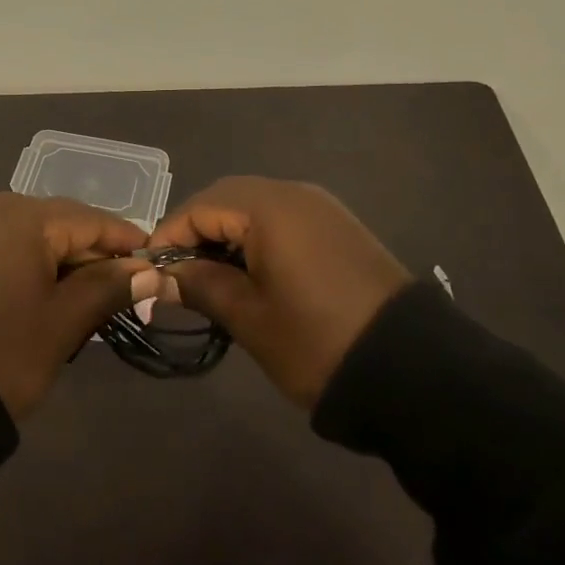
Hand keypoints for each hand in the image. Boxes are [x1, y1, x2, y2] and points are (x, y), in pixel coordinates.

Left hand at [0, 193, 163, 419]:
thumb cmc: (1, 352)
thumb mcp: (63, 322)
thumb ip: (107, 287)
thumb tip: (148, 269)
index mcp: (23, 216)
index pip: (90, 219)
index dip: (126, 243)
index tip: (156, 265)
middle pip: (61, 223)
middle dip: (93, 256)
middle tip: (125, 294)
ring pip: (33, 236)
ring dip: (63, 263)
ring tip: (88, 301)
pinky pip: (6, 246)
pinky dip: (31, 265)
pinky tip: (46, 295)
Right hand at [146, 177, 411, 407]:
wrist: (414, 371)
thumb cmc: (318, 341)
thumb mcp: (250, 318)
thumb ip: (200, 286)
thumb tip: (161, 276)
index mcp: (269, 207)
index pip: (200, 206)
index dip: (169, 236)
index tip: (150, 272)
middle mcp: (294, 193)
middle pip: (227, 198)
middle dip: (196, 232)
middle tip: (178, 275)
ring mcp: (321, 208)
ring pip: (255, 207)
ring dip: (227, 235)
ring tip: (211, 279)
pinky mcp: (338, 228)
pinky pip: (283, 219)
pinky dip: (257, 238)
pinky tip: (252, 274)